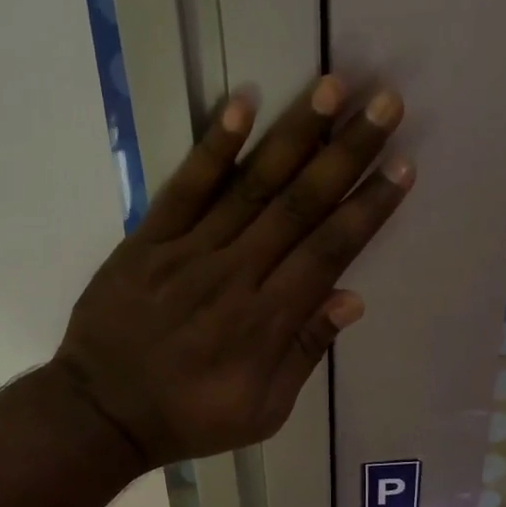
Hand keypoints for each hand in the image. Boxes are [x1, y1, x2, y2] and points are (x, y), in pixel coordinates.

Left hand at [54, 77, 411, 467]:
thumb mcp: (261, 411)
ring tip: (333, 87)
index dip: (368, 208)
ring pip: (252, 186)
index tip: (402, 168)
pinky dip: (214, 147)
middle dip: (347, 153)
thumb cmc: (190, 419)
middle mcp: (236, 274)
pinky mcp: (148, 241)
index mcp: (267, 321)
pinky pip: (185, 187)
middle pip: (301, 205)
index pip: (329, 250)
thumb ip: (303, 353)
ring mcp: (189, 252)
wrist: (103, 413)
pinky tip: (243, 104)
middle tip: (385, 104)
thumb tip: (351, 299)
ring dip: (295, 135)